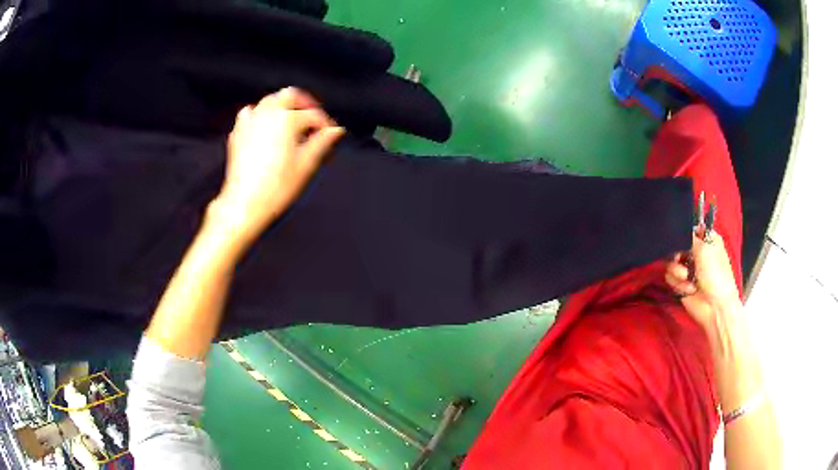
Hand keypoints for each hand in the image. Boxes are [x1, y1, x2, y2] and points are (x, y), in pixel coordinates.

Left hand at [213, 87, 344, 237]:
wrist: (244, 203)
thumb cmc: (276, 187)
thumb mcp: (305, 165)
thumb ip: (321, 143)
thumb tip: (335, 130)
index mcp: (287, 120)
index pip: (313, 114)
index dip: (325, 123)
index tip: (330, 134)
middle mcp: (267, 114)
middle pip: (290, 95)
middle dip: (304, 104)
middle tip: (313, 119)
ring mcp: (250, 121)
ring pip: (270, 100)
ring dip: (283, 106)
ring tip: (291, 122)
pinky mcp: (238, 132)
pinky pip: (250, 113)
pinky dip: (260, 114)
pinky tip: (265, 127)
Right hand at [665, 231, 741, 332]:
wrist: (715, 307)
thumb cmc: (716, 275)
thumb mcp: (705, 250)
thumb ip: (690, 237)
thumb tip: (677, 230)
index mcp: (707, 240)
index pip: (690, 229)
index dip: (683, 233)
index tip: (679, 238)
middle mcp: (697, 252)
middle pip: (677, 245)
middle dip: (677, 255)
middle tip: (680, 260)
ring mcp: (689, 269)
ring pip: (671, 262)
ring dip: (678, 272)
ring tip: (687, 279)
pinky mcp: (681, 283)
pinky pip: (670, 278)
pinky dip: (678, 284)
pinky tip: (689, 289)